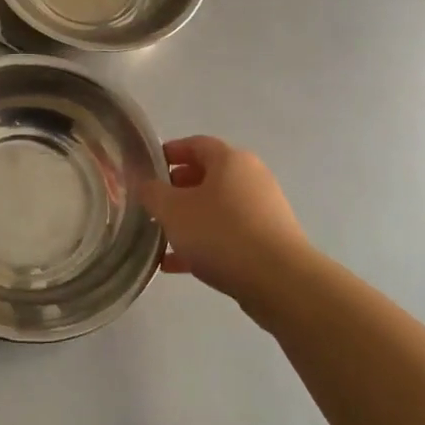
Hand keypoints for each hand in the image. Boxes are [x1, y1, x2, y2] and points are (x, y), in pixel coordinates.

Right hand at [137, 136, 313, 308]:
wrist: (279, 281)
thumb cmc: (221, 233)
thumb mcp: (173, 210)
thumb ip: (152, 193)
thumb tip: (146, 184)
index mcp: (230, 160)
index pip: (195, 144)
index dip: (169, 153)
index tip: (146, 169)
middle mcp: (251, 178)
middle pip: (207, 176)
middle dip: (176, 189)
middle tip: (152, 205)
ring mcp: (263, 210)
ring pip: (216, 208)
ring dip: (188, 219)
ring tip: (161, 237)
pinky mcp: (268, 240)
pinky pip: (228, 234)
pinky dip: (203, 243)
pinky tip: (176, 264)